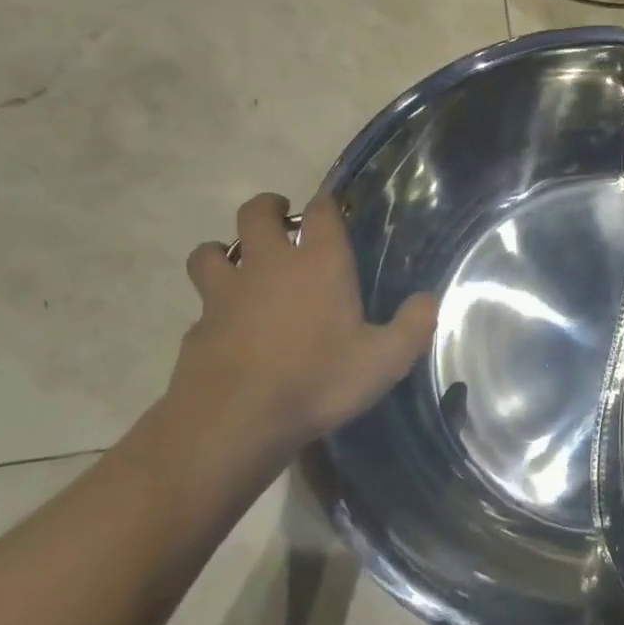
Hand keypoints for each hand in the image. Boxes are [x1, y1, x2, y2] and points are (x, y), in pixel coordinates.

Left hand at [161, 191, 436, 479]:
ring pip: (210, 251)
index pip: (321, 211)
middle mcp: (268, 265)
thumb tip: (427, 299)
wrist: (234, 422)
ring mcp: (225, 293)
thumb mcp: (385, 360)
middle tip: (280, 218)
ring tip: (238, 263)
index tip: (331, 206)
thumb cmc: (318, 381)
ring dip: (224, 249)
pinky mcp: (196, 326)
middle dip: (268, 208)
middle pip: (255, 214)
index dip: (327, 203)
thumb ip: (413, 326)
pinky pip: (201, 303)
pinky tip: (226, 326)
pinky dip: (212, 306)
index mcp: (319, 263)